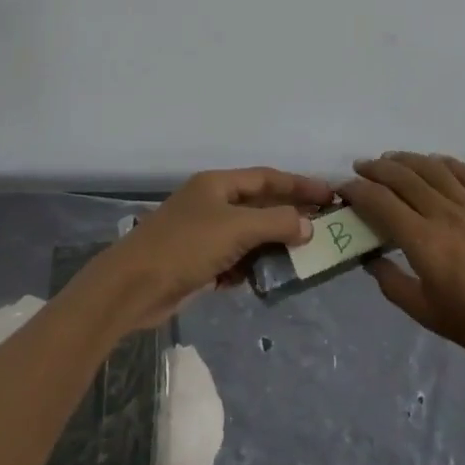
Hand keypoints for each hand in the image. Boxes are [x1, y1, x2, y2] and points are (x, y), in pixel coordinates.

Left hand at [87, 167, 333, 331]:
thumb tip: (308, 225)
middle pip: (260, 205)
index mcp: (217, 184)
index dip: (300, 184)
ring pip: (249, 234)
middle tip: (324, 226)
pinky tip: (267, 277)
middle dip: (290, 216)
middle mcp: (212, 203)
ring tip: (304, 256)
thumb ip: (277, 223)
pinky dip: (252, 266)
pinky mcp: (199, 262)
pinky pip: (235, 259)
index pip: (268, 178)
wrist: (133, 287)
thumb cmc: (185, 247)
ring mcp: (204, 233)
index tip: (330, 194)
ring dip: (273, 244)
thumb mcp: (236, 229)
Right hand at [341, 152, 464, 378]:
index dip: (357, 190)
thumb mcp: (427, 314)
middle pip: (404, 177)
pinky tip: (435, 163)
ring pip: (434, 169)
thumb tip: (369, 259)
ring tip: (391, 159)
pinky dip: (446, 163)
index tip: (343, 188)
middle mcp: (446, 214)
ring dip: (407, 159)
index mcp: (424, 242)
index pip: (381, 202)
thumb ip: (392, 283)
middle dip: (376, 169)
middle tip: (360, 169)